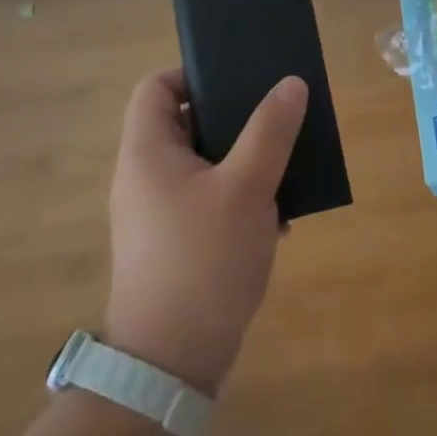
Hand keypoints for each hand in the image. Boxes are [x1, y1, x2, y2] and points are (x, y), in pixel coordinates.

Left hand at [104, 71, 306, 393]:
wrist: (172, 361)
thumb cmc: (204, 259)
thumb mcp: (247, 187)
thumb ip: (271, 131)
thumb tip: (290, 83)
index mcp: (148, 152)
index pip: (156, 87)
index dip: (193, 74)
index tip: (239, 81)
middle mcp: (146, 177)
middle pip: (187, 124)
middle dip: (236, 121)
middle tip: (277, 121)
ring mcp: (159, 213)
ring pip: (206, 165)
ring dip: (246, 163)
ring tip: (286, 169)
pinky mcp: (176, 244)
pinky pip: (210, 201)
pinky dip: (241, 200)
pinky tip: (277, 219)